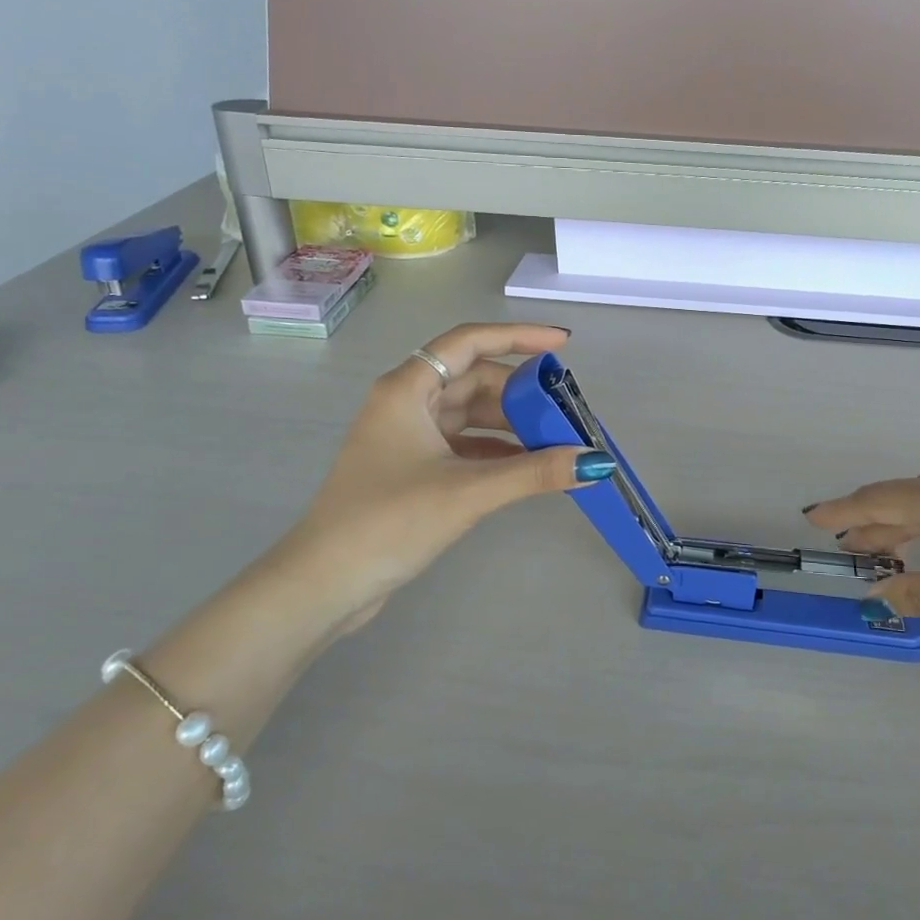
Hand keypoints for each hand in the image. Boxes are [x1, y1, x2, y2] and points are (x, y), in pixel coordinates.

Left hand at [261, 324, 609, 638]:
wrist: (325, 583)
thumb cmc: (388, 521)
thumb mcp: (467, 492)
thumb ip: (533, 472)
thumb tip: (595, 461)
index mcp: (407, 390)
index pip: (469, 342)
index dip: (518, 336)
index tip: (562, 345)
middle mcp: (406, 403)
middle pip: (473, 379)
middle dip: (521, 392)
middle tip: (566, 410)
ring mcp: (407, 438)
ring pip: (470, 415)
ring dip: (511, 424)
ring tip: (556, 439)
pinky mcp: (412, 469)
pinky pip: (464, 445)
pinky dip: (496, 451)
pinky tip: (527, 467)